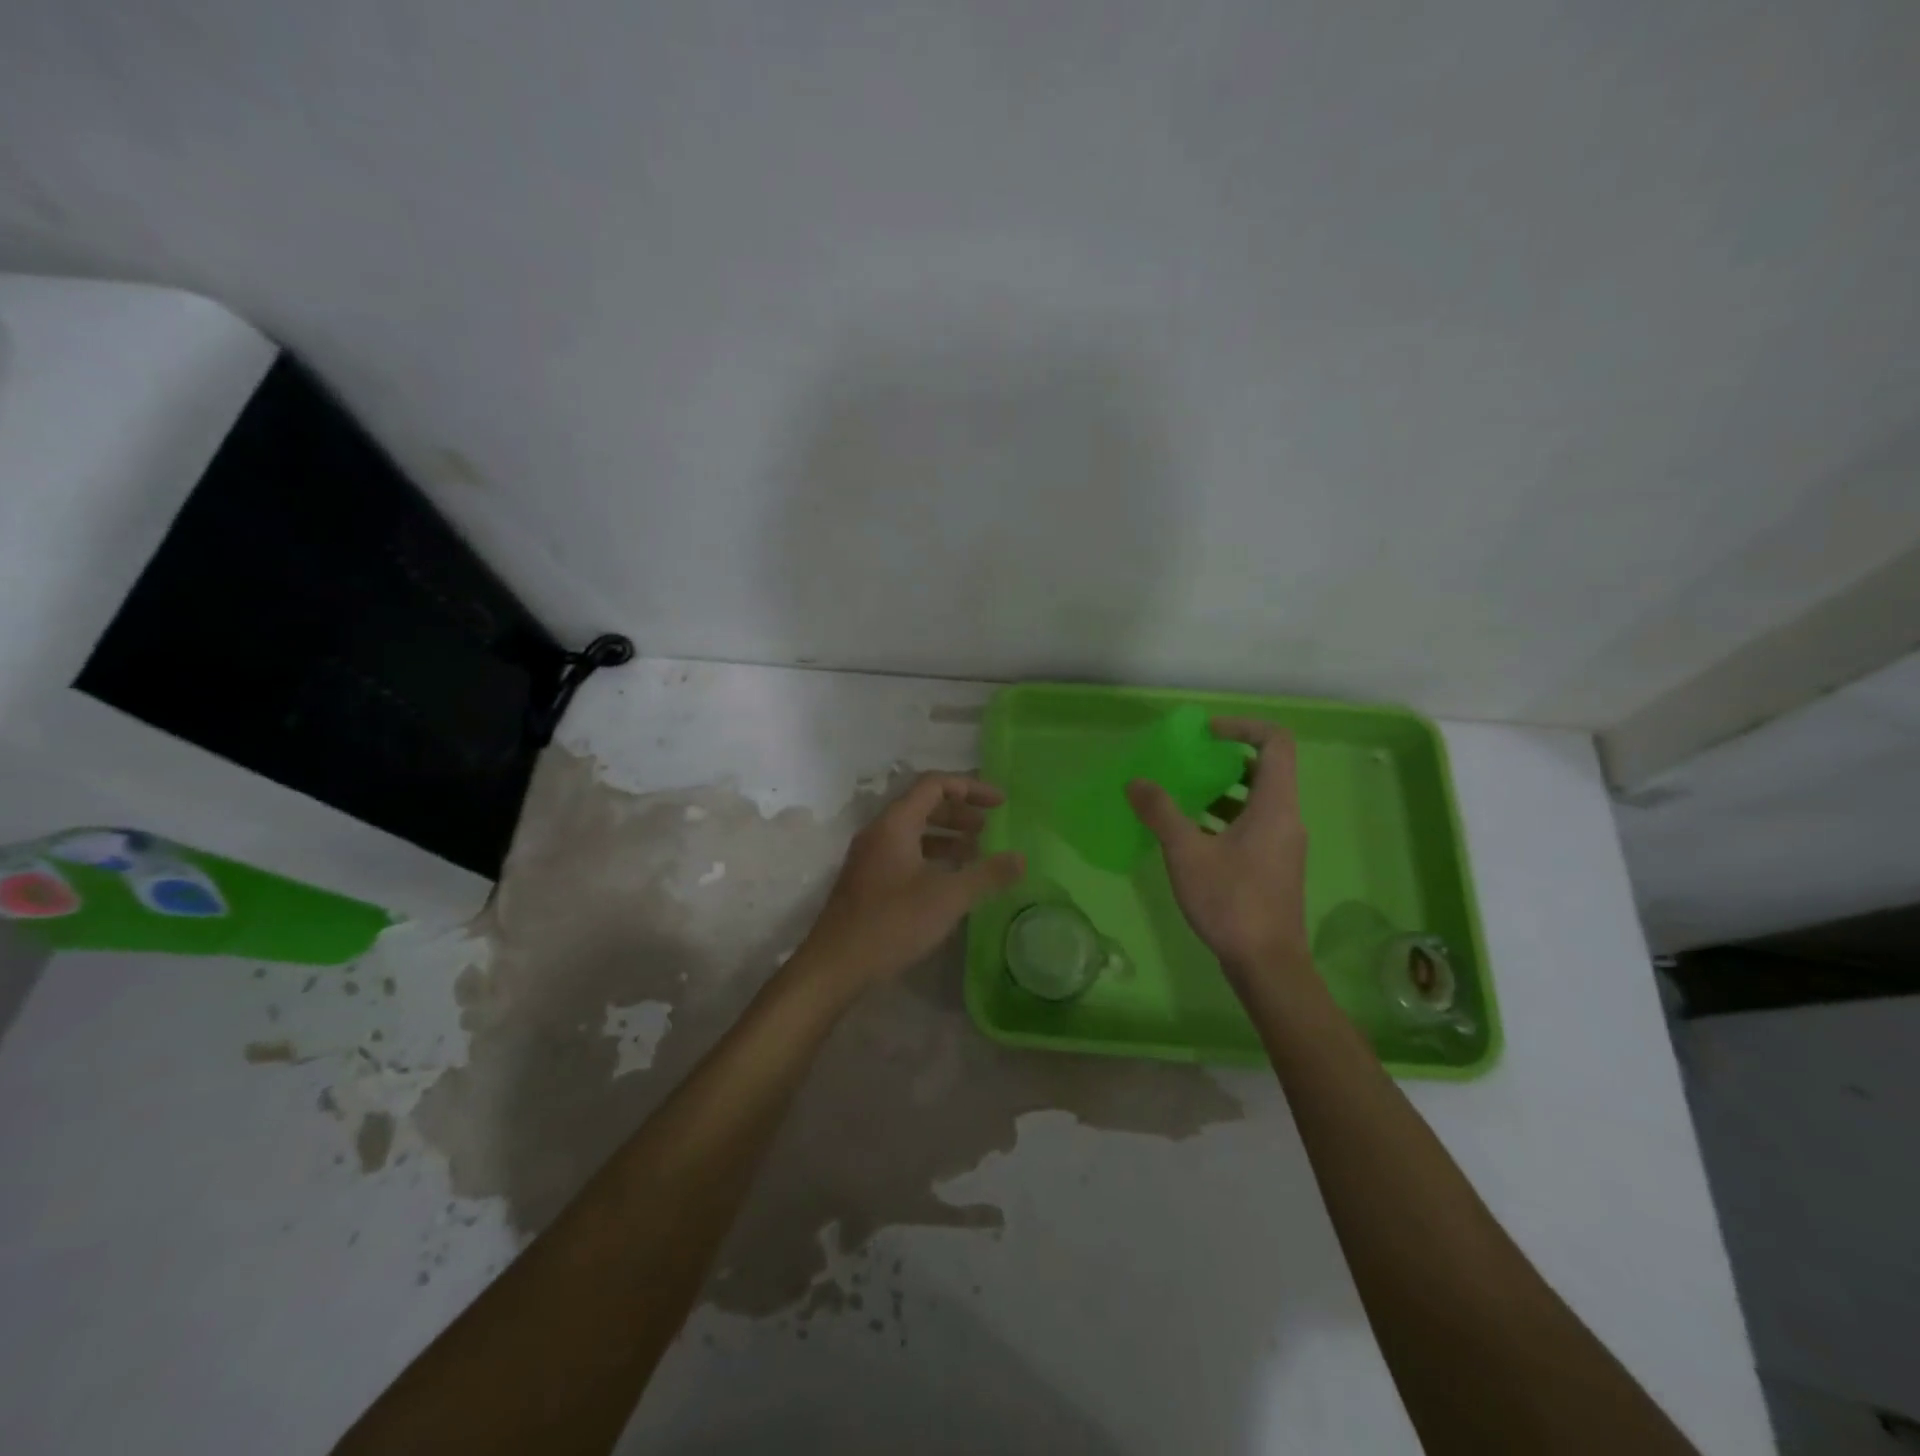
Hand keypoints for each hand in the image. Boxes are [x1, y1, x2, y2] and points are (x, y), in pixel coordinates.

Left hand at [801, 772, 1025, 988]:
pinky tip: (949, 879)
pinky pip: (905, 853)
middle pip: (923, 805)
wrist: (835, 965)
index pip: (935, 785)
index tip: (1000, 803)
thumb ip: (987, 874)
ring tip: (975, 852)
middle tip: (989, 828)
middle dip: (959, 812)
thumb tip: (1021, 858)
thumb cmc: (892, 923)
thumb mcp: (948, 897)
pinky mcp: (868, 880)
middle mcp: (879, 832)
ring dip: (946, 835)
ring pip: (913, 831)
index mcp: (895, 823)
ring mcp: (870, 857)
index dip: (971, 787)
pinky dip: (931, 856)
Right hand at [1127, 718, 1310, 987]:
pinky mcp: (1274, 866)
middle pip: (1267, 769)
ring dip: (1223, 790)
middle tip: (1190, 762)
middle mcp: (1286, 818)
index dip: (1242, 727)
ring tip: (1183, 796)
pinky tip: (1191, 835)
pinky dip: (1225, 818)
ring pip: (1258, 800)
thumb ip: (1161, 812)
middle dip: (1227, 759)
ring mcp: (1283, 844)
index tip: (1206, 734)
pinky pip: (1253, 825)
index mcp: (1275, 805)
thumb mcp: (1186, 852)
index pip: (1276, 742)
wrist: (1267, 964)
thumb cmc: (1231, 901)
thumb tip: (1136, 782)